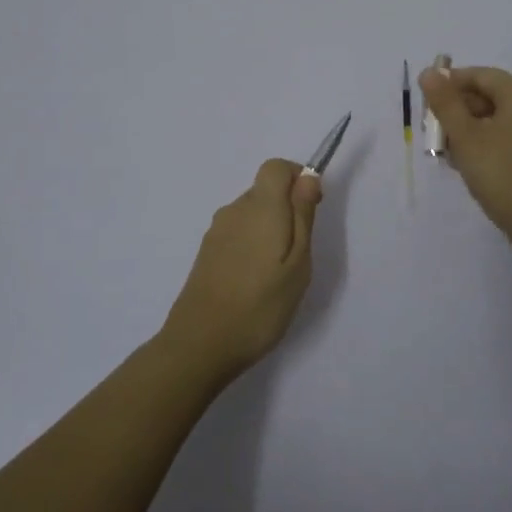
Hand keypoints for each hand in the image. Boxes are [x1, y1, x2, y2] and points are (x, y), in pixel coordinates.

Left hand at [161, 158, 323, 379]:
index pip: (277, 167)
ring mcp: (216, 232)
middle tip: (298, 254)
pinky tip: (254, 282)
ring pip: (251, 214)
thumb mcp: (298, 263)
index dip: (298, 178)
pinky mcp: (206, 253)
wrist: (200, 344)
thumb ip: (303, 216)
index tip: (311, 209)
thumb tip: (308, 177)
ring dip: (268, 230)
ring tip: (276, 274)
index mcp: (260, 206)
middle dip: (286, 210)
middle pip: (264, 190)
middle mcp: (234, 210)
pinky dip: (251, 246)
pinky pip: (237, 234)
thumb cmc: (260, 305)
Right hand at [420, 65, 511, 246]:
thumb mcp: (465, 137)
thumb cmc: (500, 174)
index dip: (451, 83)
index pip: (482, 75)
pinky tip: (474, 164)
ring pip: (503, 119)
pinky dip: (492, 142)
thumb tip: (429, 72)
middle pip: (493, 96)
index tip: (428, 102)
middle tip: (435, 132)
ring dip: (473, 129)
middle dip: (461, 109)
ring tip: (450, 152)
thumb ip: (445, 102)